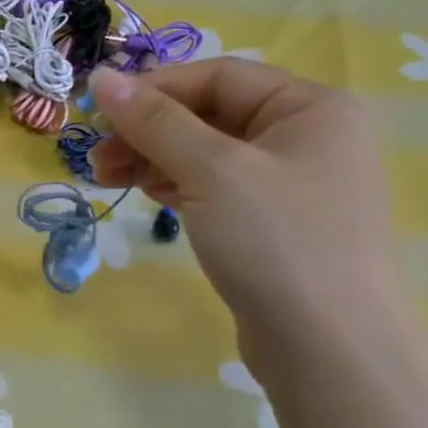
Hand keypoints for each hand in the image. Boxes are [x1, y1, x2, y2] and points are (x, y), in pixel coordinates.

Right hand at [88, 61, 402, 362]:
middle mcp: (308, 137)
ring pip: (206, 152)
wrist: (329, 351)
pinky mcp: (275, 222)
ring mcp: (293, 183)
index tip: (99, 114)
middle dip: (147, 131)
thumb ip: (153, 120)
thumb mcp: (210, 170)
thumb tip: (101, 75)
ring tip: (107, 180)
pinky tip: (149, 196)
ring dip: (153, 159)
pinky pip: (216, 186)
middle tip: (97, 159)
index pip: (217, 76)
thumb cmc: (276, 242)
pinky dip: (177, 185)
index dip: (153, 90)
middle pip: (209, 114)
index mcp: (311, 108)